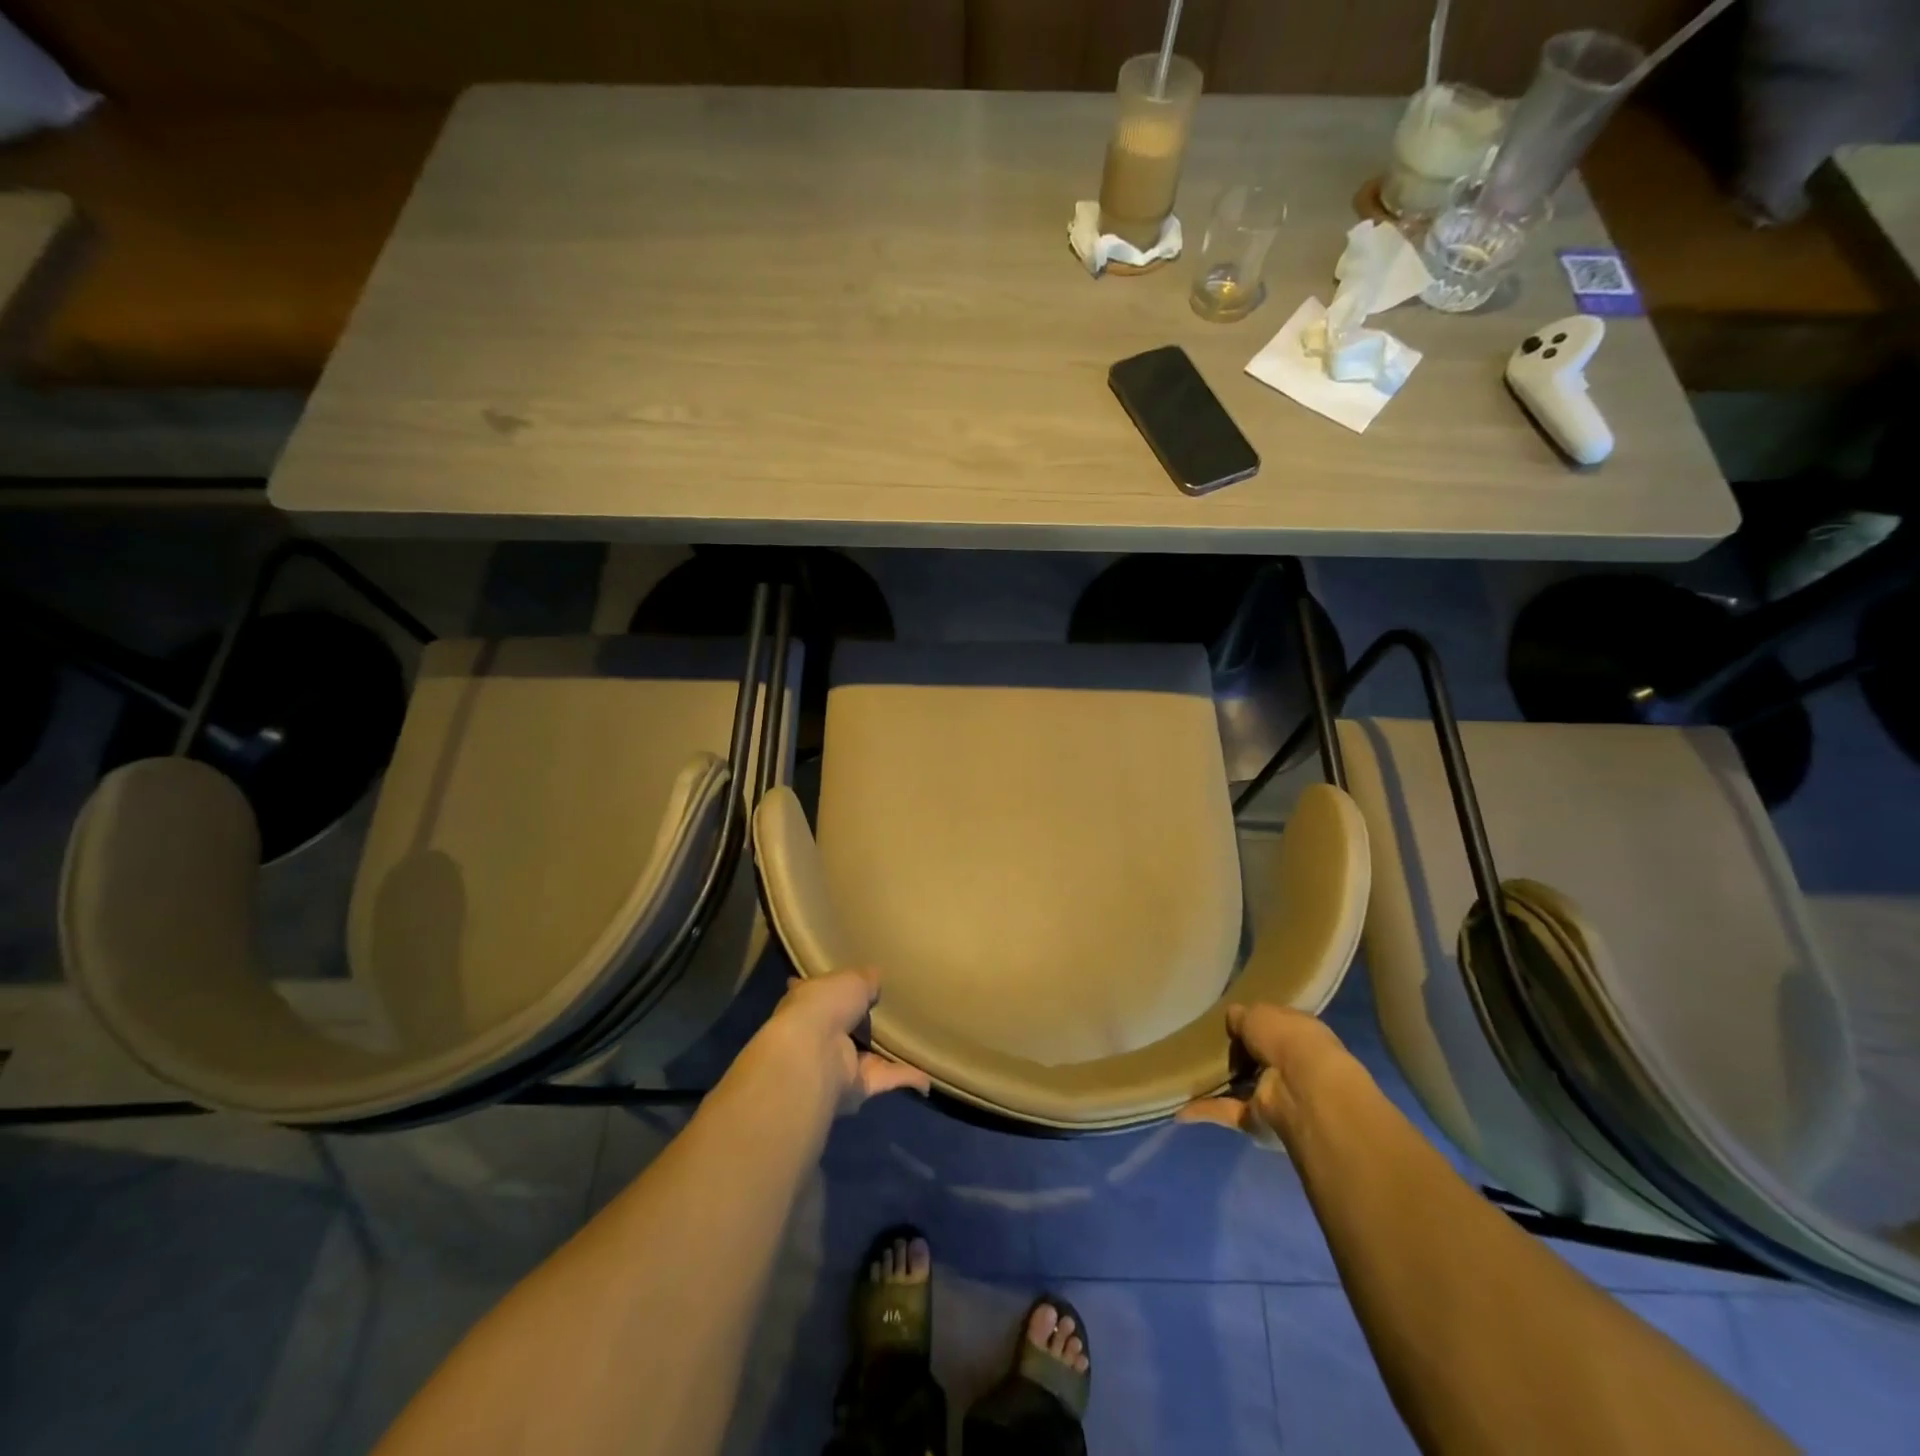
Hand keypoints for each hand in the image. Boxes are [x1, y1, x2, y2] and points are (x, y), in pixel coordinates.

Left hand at [763, 968, 931, 1112]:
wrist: (814, 1053)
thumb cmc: (824, 1005)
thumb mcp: (851, 979)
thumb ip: (867, 979)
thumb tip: (877, 979)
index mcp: (809, 1005)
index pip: (819, 996)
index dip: (830, 991)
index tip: (841, 986)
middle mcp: (819, 1036)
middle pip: (845, 1029)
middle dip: (862, 1024)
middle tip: (892, 1012)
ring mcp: (837, 1065)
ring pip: (868, 1057)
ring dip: (887, 1055)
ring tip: (916, 1042)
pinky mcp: (857, 1088)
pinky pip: (888, 1079)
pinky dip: (908, 1079)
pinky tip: (929, 1080)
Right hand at [1175, 1004, 1351, 1149]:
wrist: (1303, 1088)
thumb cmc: (1286, 1038)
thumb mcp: (1257, 1013)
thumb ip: (1241, 1016)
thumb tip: (1232, 1020)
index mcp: (1297, 1034)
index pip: (1273, 1028)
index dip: (1252, 1025)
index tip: (1227, 1023)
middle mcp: (1290, 1066)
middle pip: (1257, 1060)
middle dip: (1235, 1057)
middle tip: (1203, 1048)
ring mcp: (1276, 1095)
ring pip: (1242, 1088)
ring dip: (1219, 1086)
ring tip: (1186, 1074)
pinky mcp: (1259, 1121)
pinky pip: (1227, 1112)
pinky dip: (1205, 1111)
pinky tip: (1179, 1110)